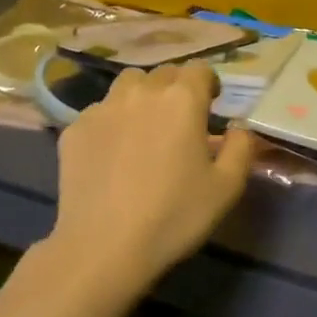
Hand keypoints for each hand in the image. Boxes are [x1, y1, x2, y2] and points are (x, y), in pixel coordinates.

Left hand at [50, 63, 256, 279]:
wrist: (104, 246)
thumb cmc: (174, 216)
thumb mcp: (227, 187)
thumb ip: (241, 147)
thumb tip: (237, 127)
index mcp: (182, 100)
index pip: (200, 70)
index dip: (209, 84)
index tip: (211, 106)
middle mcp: (142, 93)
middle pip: (164, 73)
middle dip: (177, 89)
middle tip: (181, 121)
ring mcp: (102, 108)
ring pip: (128, 84)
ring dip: (143, 96)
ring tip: (146, 127)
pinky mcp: (75, 129)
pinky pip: (100, 111)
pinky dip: (113, 121)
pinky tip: (114, 153)